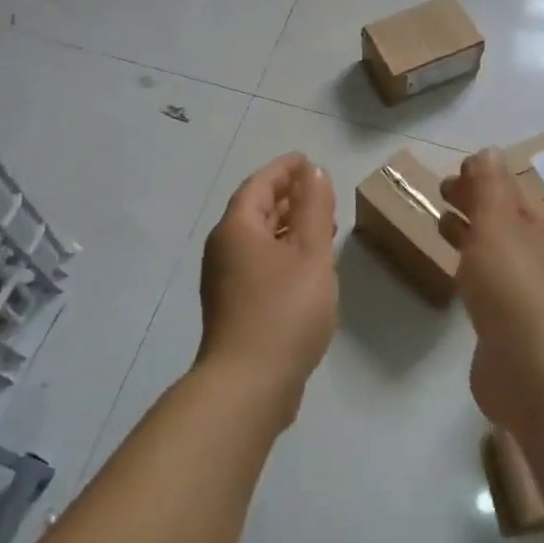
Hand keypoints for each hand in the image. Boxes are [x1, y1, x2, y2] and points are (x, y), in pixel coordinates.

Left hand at [198, 153, 338, 421]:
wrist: (249, 383)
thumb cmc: (284, 310)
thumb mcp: (310, 252)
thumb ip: (314, 208)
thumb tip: (312, 172)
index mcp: (237, 228)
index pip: (259, 185)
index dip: (284, 169)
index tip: (306, 160)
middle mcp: (223, 248)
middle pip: (255, 211)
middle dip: (287, 197)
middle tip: (317, 190)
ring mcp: (224, 280)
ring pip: (258, 239)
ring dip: (287, 226)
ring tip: (320, 224)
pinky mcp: (234, 306)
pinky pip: (259, 263)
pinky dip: (282, 253)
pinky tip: (305, 266)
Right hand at [438, 151, 543, 435]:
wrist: (539, 377)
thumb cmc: (516, 292)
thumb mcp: (499, 227)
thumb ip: (490, 188)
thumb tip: (488, 151)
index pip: (514, 192)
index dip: (484, 178)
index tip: (451, 173)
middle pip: (507, 221)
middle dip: (476, 203)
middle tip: (441, 193)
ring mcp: (532, 297)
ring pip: (499, 254)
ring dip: (472, 235)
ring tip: (442, 227)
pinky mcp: (516, 330)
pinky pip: (492, 288)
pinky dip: (473, 271)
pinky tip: (458, 279)